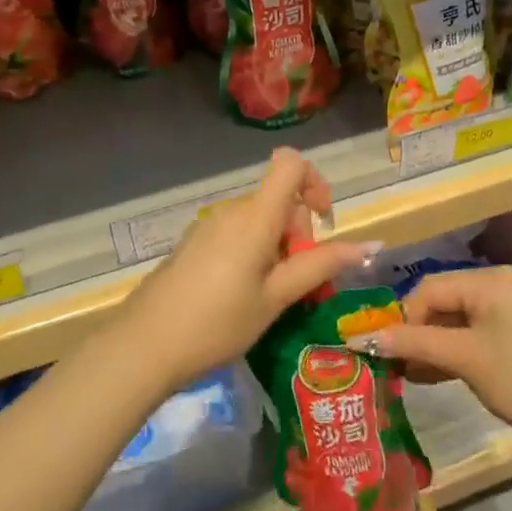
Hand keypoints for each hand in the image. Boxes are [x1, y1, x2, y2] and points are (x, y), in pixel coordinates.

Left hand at [120, 148, 380, 389]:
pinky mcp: (194, 244)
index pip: (290, 163)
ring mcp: (209, 227)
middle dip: (299, 235)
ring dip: (278, 250)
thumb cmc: (217, 323)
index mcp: (254, 217)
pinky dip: (254, 255)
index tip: (324, 225)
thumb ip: (320, 266)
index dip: (315, 182)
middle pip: (279, 201)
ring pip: (259, 222)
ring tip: (272, 299)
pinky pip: (237, 235)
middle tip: (298, 287)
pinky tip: (243, 298)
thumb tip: (368, 245)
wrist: (144, 346)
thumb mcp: (275, 298)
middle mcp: (231, 211)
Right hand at [375, 267, 511, 443]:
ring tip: (407, 373)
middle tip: (394, 363)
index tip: (387, 350)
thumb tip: (365, 338)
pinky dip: (452, 351)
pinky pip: (471, 333)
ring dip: (431, 345)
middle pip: (441, 301)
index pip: (429, 287)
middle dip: (416, 332)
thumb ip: (415, 344)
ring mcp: (508, 309)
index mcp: (489, 280)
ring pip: (454, 320)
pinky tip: (431, 375)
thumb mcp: (464, 359)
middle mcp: (498, 285)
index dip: (403, 318)